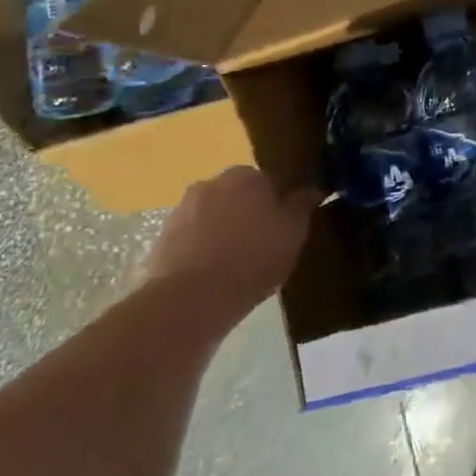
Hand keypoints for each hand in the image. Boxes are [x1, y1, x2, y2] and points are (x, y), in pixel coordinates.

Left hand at [141, 167, 321, 313]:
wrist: (190, 299)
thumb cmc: (252, 259)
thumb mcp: (293, 233)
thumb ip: (303, 206)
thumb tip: (314, 188)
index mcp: (246, 175)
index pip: (268, 181)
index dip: (277, 205)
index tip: (281, 228)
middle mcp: (212, 182)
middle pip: (237, 195)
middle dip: (246, 214)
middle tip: (260, 246)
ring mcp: (182, 209)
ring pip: (212, 215)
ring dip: (222, 231)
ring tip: (234, 265)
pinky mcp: (161, 237)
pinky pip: (190, 238)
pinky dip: (200, 249)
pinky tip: (210, 275)